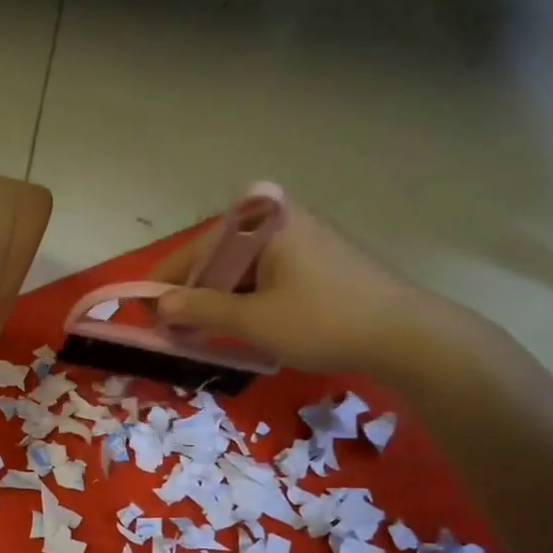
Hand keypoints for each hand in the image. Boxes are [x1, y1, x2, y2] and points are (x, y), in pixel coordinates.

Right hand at [150, 199, 471, 380]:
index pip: (196, 250)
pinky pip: (267, 274)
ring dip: (220, 300)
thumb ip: (200, 309)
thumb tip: (158, 305)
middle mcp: (281, 218)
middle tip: (175, 330)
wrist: (406, 335)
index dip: (166, 285)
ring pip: (242, 269)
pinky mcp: (319, 258)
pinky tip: (242, 325)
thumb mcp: (253, 320)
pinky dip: (248, 299)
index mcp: (263, 222)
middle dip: (193, 294)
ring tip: (204, 334)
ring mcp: (304, 237)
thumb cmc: (323, 322)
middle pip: (218, 257)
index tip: (146, 314)